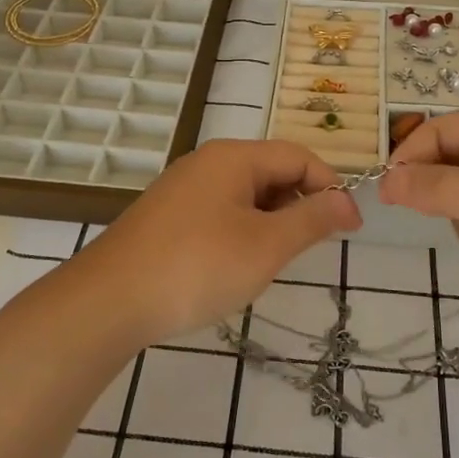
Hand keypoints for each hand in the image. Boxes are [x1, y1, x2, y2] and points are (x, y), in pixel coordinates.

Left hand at [72, 138, 360, 344]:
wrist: (108, 301)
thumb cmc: (197, 267)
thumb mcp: (266, 246)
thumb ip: (311, 219)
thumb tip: (346, 200)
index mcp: (233, 158)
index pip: (298, 156)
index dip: (331, 187)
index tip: (350, 229)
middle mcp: (207, 163)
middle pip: (271, 172)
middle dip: (298, 206)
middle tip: (306, 251)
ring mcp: (182, 190)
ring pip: (245, 196)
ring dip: (270, 223)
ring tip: (269, 263)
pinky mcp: (166, 217)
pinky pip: (219, 213)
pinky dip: (240, 233)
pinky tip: (233, 267)